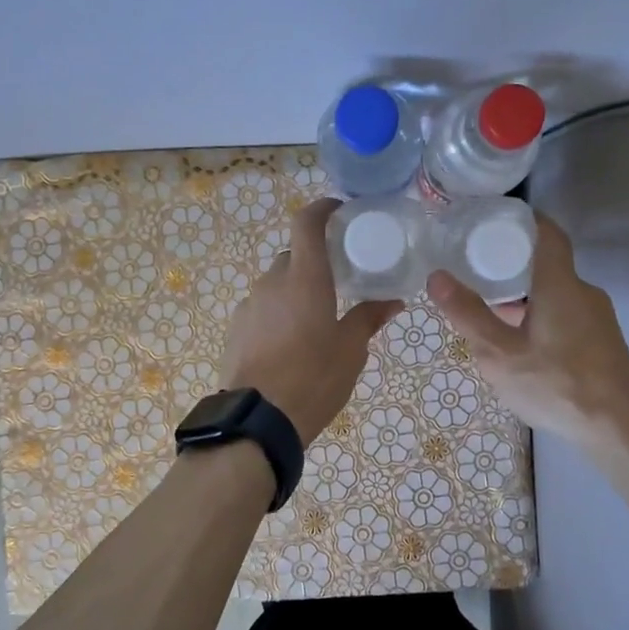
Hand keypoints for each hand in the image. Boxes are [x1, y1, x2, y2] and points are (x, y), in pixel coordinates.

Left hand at [220, 198, 401, 443]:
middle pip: (293, 257)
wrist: (258, 420)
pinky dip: (278, 314)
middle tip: (337, 281)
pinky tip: (290, 343)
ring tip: (315, 320)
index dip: (322, 209)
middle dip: (314, 262)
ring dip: (295, 291)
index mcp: (304, 278)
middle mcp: (272, 282)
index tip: (339, 212)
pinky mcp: (236, 330)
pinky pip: (262, 309)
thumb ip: (369, 319)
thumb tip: (393, 301)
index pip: (307, 223)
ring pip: (276, 285)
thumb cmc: (314, 378)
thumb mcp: (351, 350)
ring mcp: (249, 306)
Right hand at [426, 213, 628, 447]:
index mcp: (560, 285)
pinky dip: (540, 314)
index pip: (546, 232)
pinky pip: (566, 313)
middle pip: (546, 264)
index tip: (492, 220)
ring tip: (489, 310)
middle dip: (511, 263)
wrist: (618, 428)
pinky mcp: (602, 340)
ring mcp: (598, 317)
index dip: (522, 219)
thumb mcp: (499, 354)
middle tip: (475, 269)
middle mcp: (583, 292)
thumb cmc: (556, 385)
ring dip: (524, 295)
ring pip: (555, 293)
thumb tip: (437, 276)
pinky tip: (520, 342)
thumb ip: (468, 314)